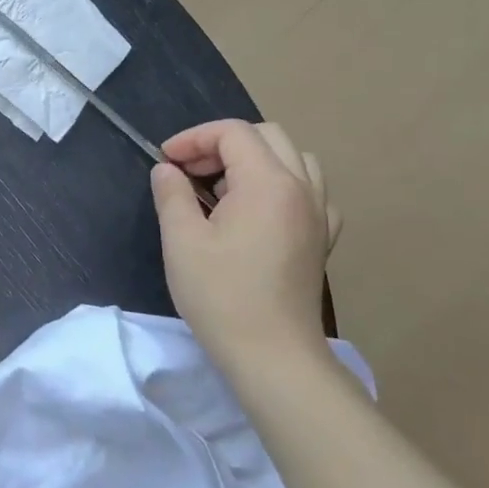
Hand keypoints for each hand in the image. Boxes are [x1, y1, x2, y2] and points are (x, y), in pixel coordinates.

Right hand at [150, 120, 339, 378]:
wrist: (272, 354)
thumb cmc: (221, 295)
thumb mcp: (181, 240)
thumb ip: (172, 194)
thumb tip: (168, 170)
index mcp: (268, 183)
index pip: (233, 132)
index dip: (194, 138)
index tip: (165, 161)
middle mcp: (301, 188)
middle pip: (267, 136)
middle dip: (222, 144)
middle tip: (189, 172)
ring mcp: (319, 214)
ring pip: (294, 158)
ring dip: (255, 161)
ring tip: (223, 190)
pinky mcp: (323, 238)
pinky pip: (310, 190)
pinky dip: (282, 185)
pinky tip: (259, 212)